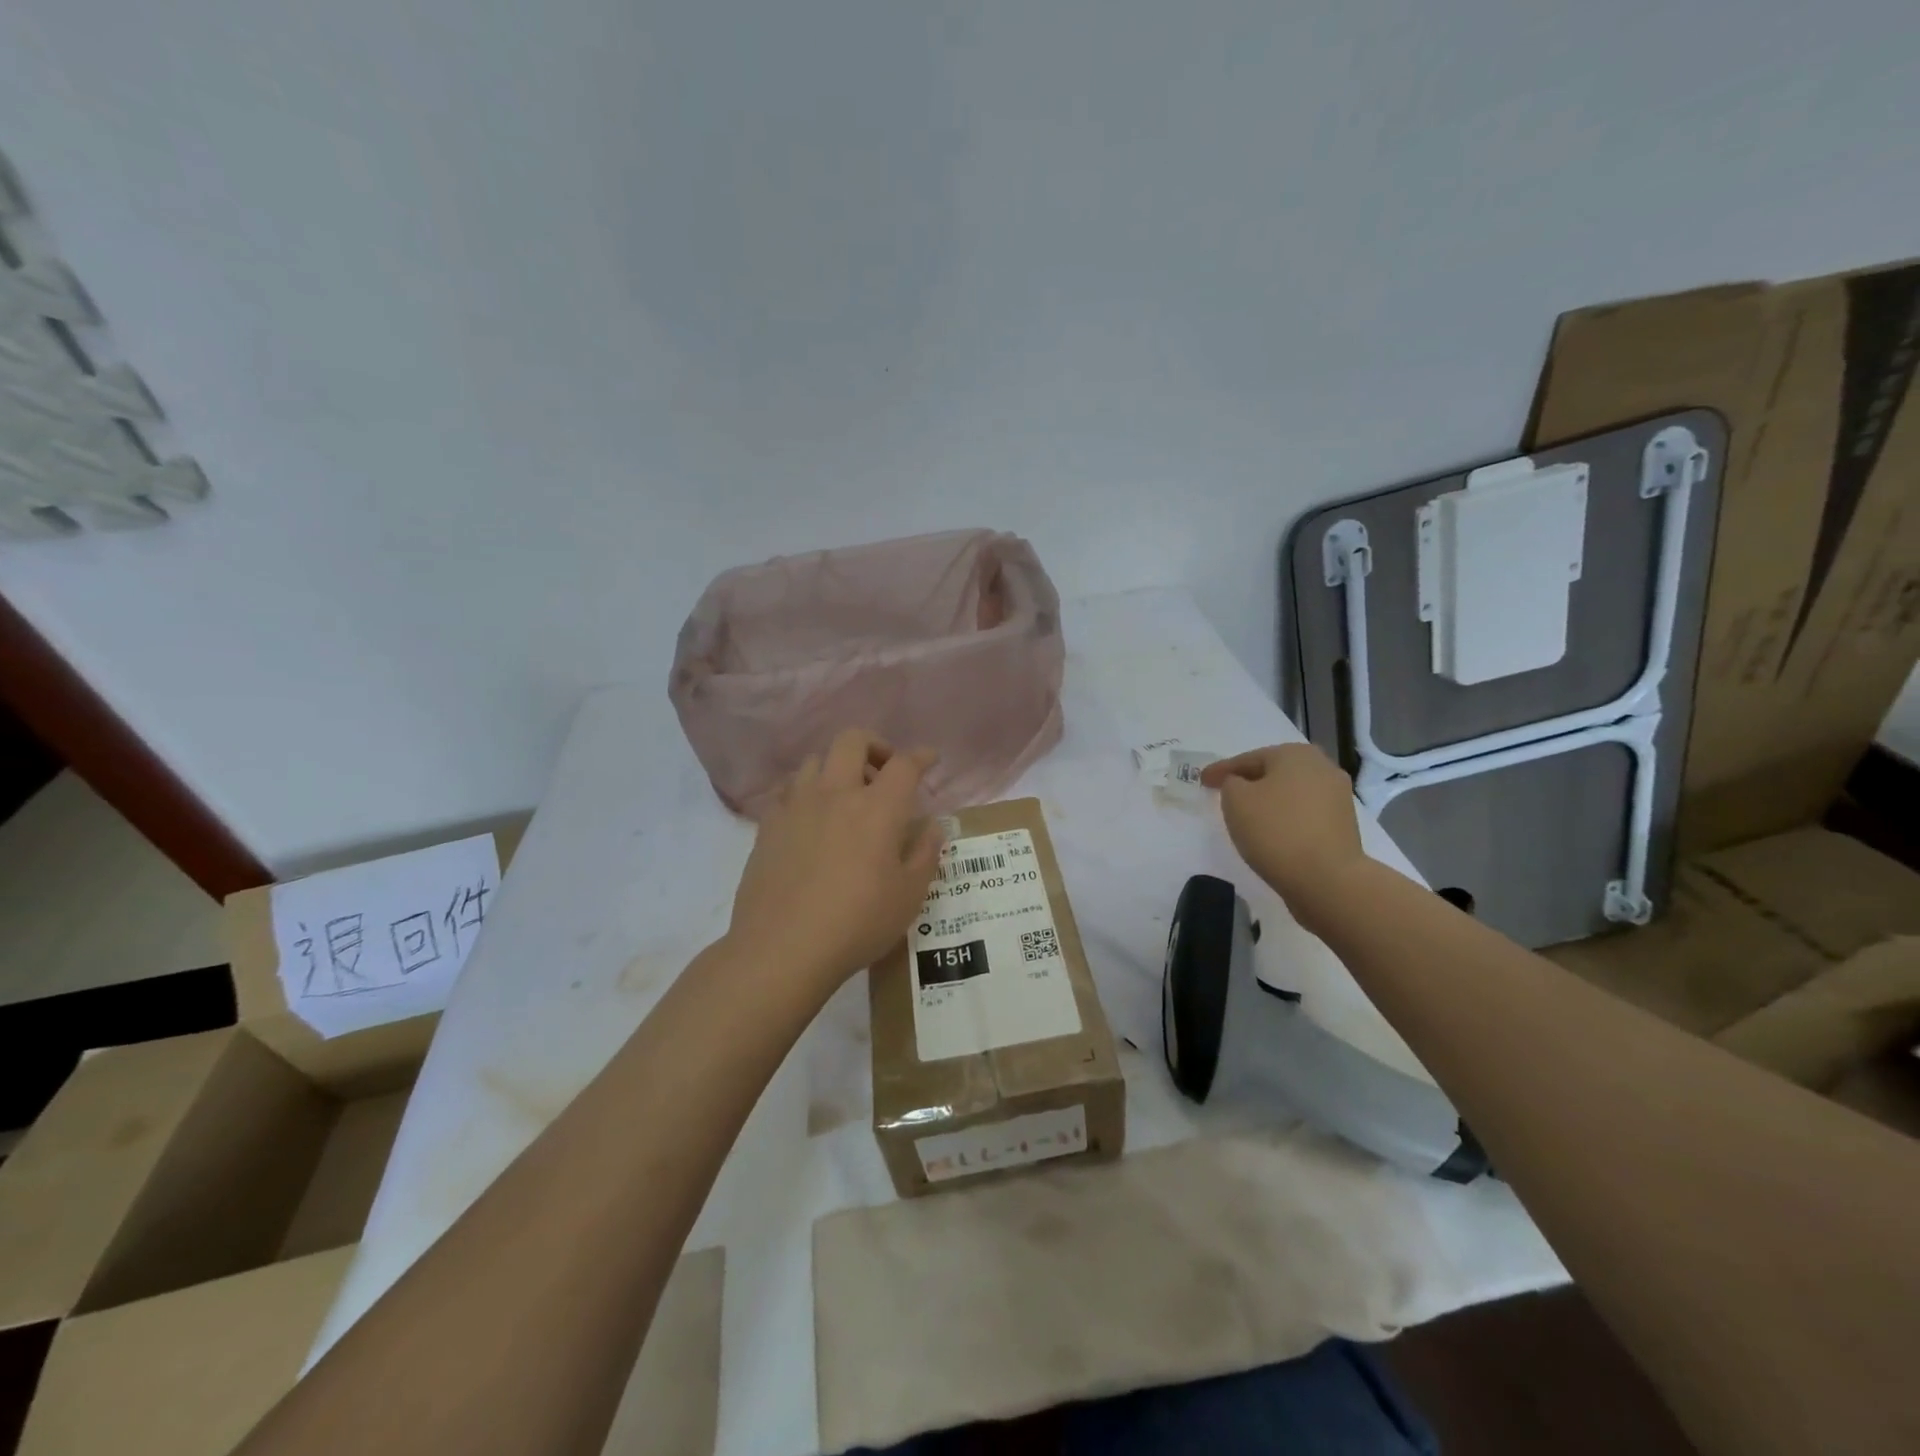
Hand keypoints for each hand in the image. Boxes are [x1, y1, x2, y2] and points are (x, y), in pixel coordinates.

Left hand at [726, 729, 942, 996]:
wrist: (782, 949)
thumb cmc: (857, 924)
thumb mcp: (908, 896)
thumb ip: (925, 854)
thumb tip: (932, 827)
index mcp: (878, 808)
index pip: (904, 764)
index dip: (921, 756)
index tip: (929, 759)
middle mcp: (836, 793)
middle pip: (852, 740)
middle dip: (875, 745)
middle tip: (884, 772)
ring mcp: (797, 806)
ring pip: (815, 760)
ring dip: (836, 767)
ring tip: (846, 795)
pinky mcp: (768, 825)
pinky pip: (788, 790)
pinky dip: (806, 791)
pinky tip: (811, 818)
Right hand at [1200, 743, 1366, 922]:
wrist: (1327, 879)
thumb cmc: (1275, 830)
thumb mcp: (1235, 800)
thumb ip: (1230, 784)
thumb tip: (1240, 785)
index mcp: (1295, 754)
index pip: (1248, 759)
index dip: (1221, 770)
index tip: (1202, 781)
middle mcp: (1322, 767)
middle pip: (1274, 772)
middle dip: (1249, 782)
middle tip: (1224, 794)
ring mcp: (1337, 796)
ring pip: (1291, 793)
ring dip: (1269, 800)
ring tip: (1247, 815)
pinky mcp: (1343, 825)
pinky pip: (1304, 813)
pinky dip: (1285, 818)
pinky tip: (1272, 831)